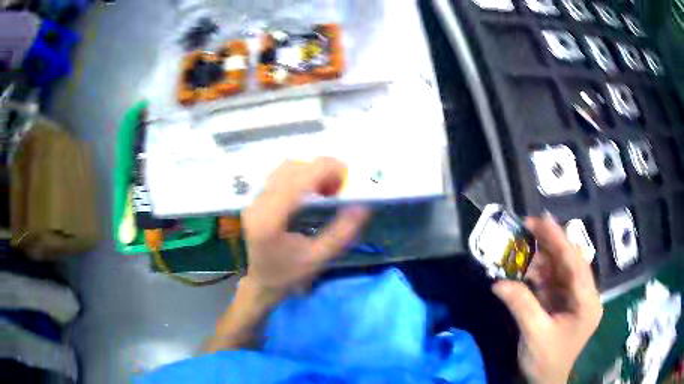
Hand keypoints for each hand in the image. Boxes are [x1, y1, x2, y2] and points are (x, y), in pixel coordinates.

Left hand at [242, 157, 369, 302]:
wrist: (261, 284)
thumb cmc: (288, 275)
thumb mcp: (318, 258)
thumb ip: (342, 232)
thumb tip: (363, 206)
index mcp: (270, 218)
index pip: (298, 178)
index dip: (326, 169)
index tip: (348, 178)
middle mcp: (258, 203)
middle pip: (291, 167)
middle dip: (321, 169)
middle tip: (341, 186)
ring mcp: (254, 200)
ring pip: (285, 168)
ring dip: (310, 170)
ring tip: (328, 188)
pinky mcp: (256, 200)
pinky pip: (280, 175)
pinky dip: (301, 176)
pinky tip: (313, 191)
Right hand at [492, 214, 602, 383]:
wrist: (543, 381)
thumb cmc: (546, 360)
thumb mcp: (534, 334)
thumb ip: (521, 305)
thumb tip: (498, 282)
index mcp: (587, 302)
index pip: (575, 264)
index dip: (559, 240)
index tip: (542, 219)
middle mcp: (585, 295)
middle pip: (569, 262)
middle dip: (549, 244)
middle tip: (527, 227)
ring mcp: (574, 299)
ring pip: (559, 270)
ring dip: (541, 258)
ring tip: (521, 247)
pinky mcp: (563, 303)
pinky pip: (551, 282)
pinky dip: (537, 274)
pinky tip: (524, 267)